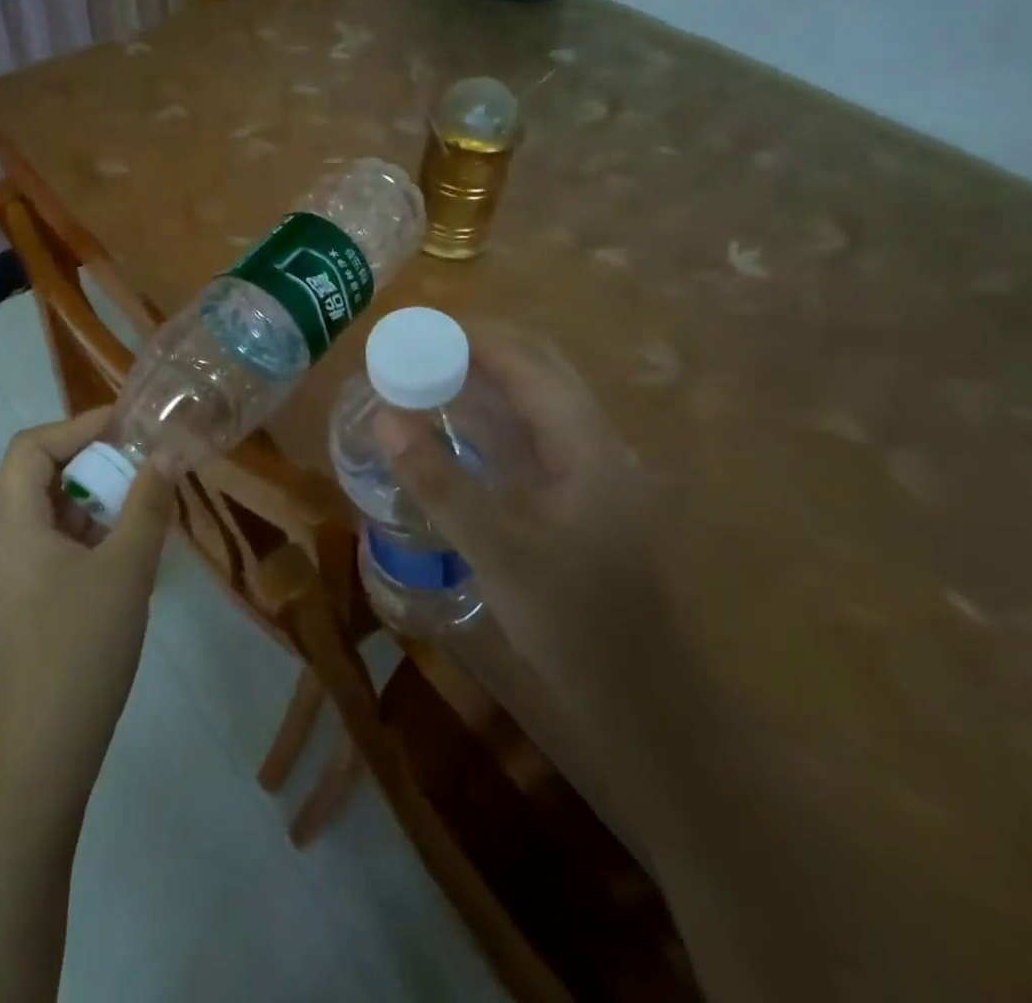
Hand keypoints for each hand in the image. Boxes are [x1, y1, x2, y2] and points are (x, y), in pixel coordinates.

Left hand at [0, 409, 177, 792]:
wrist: (47, 747)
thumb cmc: (82, 647)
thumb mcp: (127, 569)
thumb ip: (148, 505)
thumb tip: (166, 456)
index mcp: (13, 524)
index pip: (31, 448)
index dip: (77, 426)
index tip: (125, 427)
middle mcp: (2, 540)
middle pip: (38, 475)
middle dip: (90, 461)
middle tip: (139, 465)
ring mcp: (12, 573)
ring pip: (49, 511)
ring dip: (93, 498)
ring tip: (140, 505)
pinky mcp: (26, 600)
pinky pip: (54, 544)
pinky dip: (88, 531)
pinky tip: (126, 549)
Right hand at [375, 322, 661, 715]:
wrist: (646, 702)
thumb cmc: (575, 623)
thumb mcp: (497, 550)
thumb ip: (439, 482)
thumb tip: (385, 419)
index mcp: (587, 445)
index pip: (528, 364)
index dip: (472, 337)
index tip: (416, 329)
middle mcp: (597, 444)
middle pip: (539, 370)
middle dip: (479, 349)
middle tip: (417, 350)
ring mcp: (595, 471)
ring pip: (539, 401)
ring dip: (488, 380)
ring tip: (430, 376)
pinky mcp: (585, 497)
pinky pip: (536, 434)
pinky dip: (497, 416)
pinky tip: (462, 432)